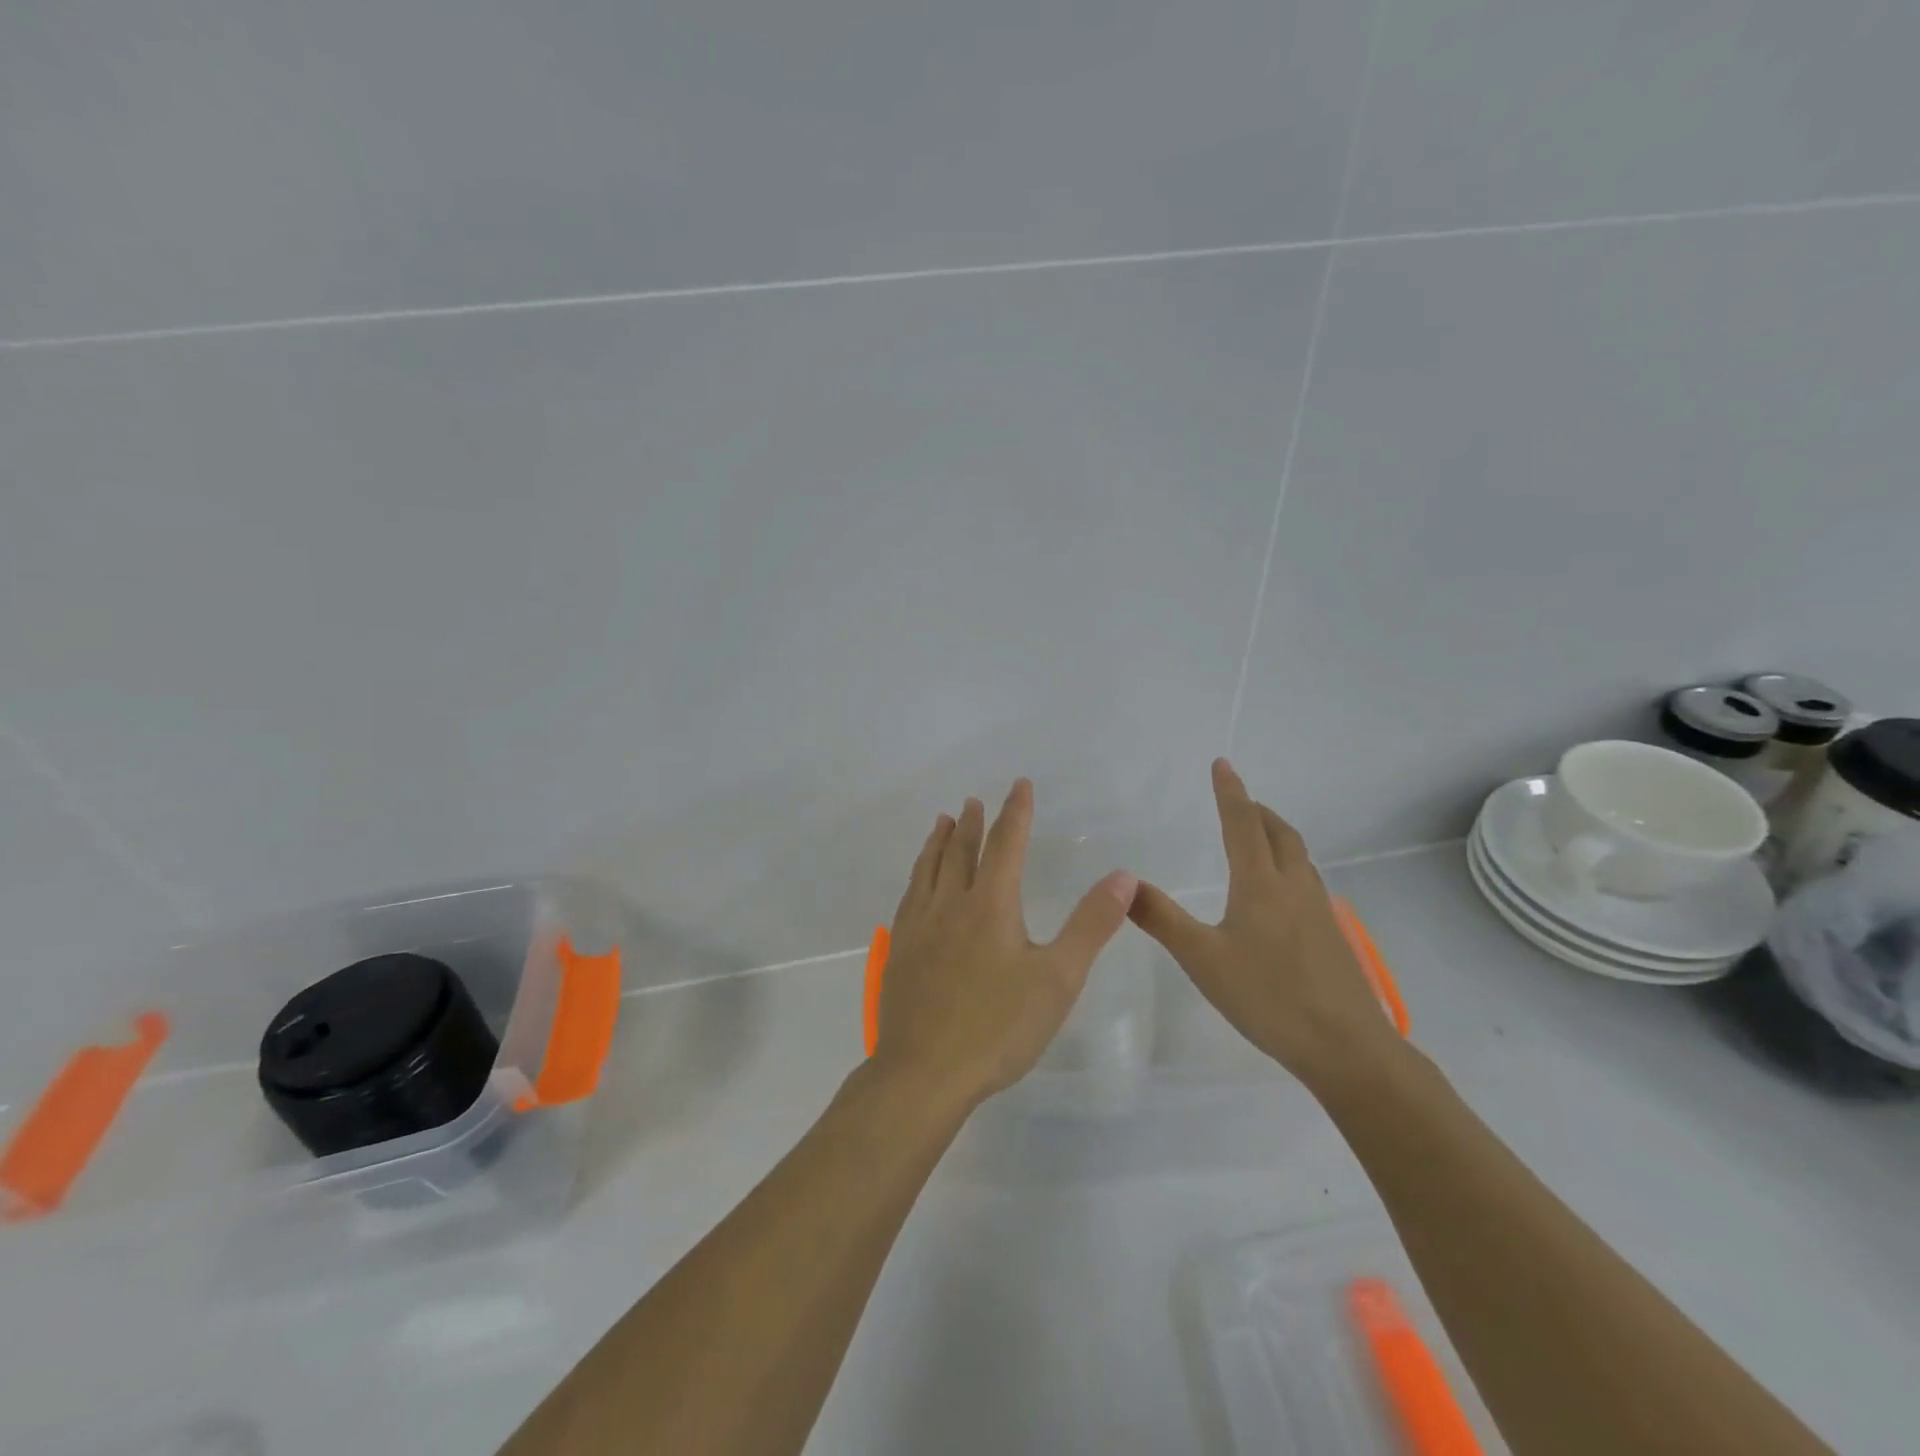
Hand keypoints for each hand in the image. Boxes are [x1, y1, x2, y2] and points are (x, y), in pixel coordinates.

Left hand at [873, 779, 1138, 1110]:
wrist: (924, 1072)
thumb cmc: (998, 1027)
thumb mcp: (1058, 977)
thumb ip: (1091, 924)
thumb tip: (1122, 875)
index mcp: (990, 905)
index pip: (1006, 844)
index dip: (1016, 812)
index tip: (1019, 785)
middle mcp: (950, 904)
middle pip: (961, 851)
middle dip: (973, 823)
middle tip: (974, 801)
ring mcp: (919, 927)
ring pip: (928, 870)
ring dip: (938, 842)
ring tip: (942, 822)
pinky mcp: (900, 952)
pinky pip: (909, 897)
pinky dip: (917, 876)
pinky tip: (916, 885)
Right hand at [1128, 759, 1401, 1094]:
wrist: (1346, 1047)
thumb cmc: (1267, 997)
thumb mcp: (1202, 959)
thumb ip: (1162, 919)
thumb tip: (1125, 882)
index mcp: (1260, 884)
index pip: (1242, 824)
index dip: (1230, 792)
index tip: (1222, 764)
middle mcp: (1293, 887)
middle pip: (1279, 833)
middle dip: (1257, 811)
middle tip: (1239, 801)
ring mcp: (1319, 911)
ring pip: (1298, 856)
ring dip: (1277, 835)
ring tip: (1259, 837)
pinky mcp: (1332, 936)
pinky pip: (1308, 881)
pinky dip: (1289, 864)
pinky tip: (1281, 894)